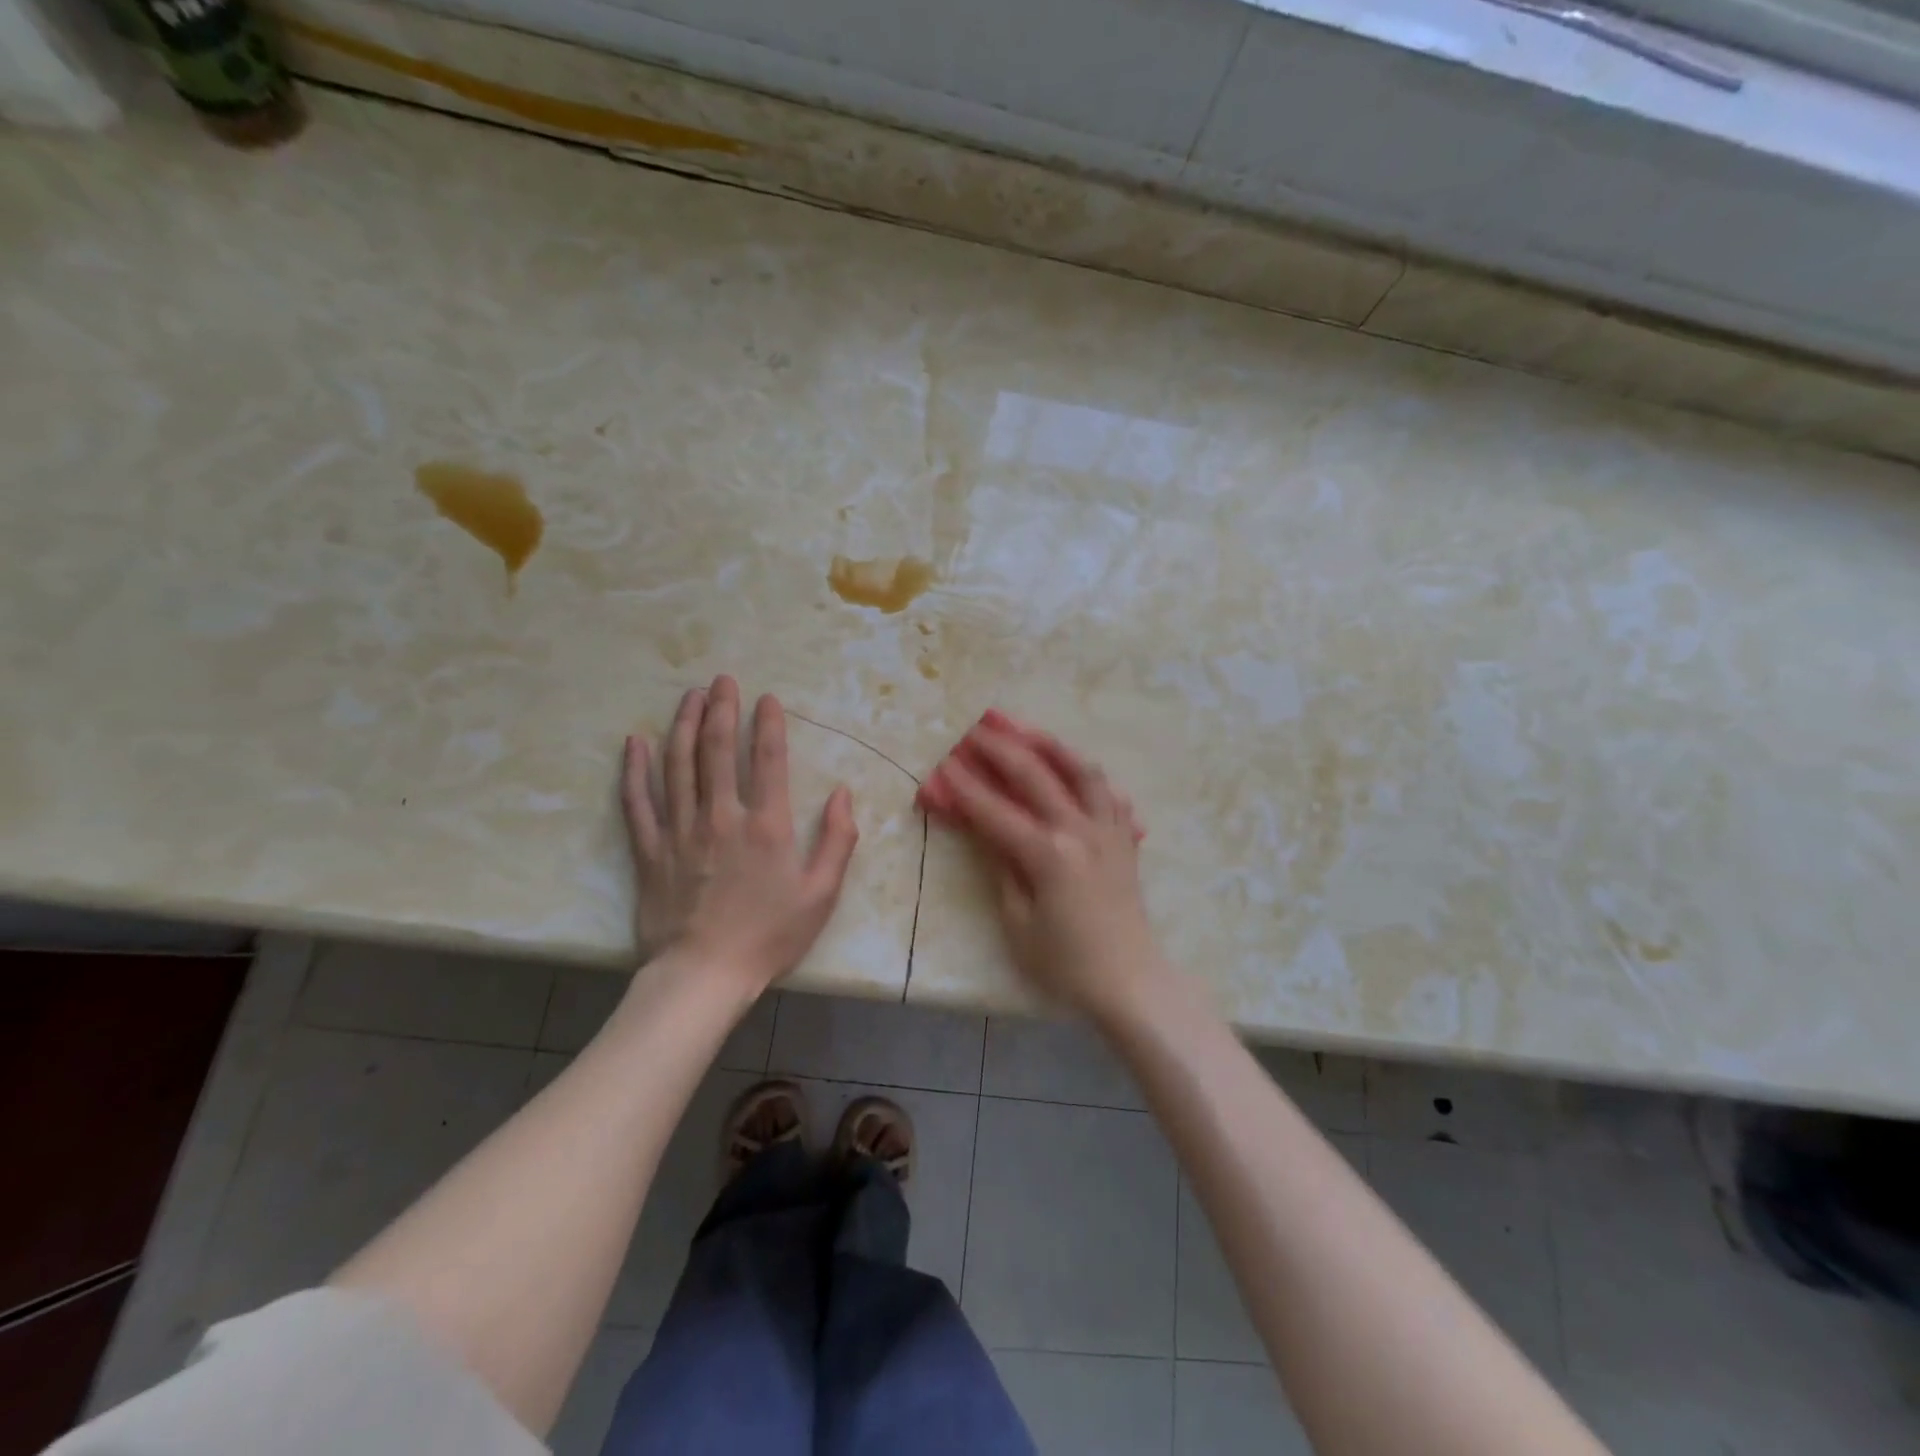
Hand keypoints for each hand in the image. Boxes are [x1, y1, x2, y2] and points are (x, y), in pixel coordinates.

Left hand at [621, 676, 858, 993]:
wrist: (703, 976)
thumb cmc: (769, 936)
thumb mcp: (821, 894)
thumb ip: (838, 840)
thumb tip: (843, 793)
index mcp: (767, 825)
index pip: (768, 759)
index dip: (769, 723)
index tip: (767, 698)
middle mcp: (721, 816)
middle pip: (718, 749)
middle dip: (722, 709)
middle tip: (722, 679)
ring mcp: (680, 830)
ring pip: (678, 764)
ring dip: (683, 724)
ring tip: (688, 696)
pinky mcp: (650, 849)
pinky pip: (638, 801)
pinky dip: (634, 770)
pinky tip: (633, 742)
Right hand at [922, 713, 1169, 1023]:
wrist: (1131, 982)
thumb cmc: (1067, 964)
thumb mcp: (1019, 924)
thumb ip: (1002, 871)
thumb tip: (987, 834)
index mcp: (1048, 854)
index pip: (995, 811)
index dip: (965, 787)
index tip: (943, 763)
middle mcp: (1080, 830)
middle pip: (1036, 776)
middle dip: (1001, 748)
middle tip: (976, 729)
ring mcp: (1108, 831)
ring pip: (1082, 771)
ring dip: (1052, 746)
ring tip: (1029, 731)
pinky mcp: (1125, 840)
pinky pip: (1110, 795)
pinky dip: (1090, 777)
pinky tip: (1077, 772)